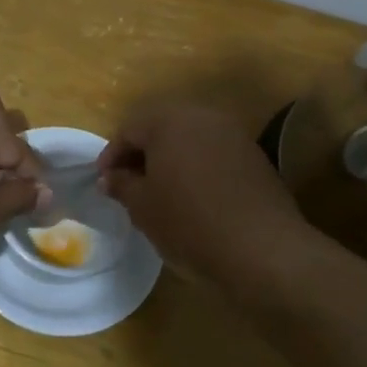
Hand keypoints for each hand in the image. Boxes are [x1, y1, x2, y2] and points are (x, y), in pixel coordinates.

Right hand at [98, 103, 317, 291]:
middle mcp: (202, 117)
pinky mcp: (254, 157)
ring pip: (189, 139)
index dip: (111, 155)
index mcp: (169, 121)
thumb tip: (109, 177)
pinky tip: (193, 197)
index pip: (129, 129)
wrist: (262, 249)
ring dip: (170, 160)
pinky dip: (196, 168)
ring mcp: (233, 135)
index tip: (103, 182)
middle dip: (141, 153)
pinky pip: (213, 154)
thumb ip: (122, 185)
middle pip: (161, 128)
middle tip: (128, 184)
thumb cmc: (189, 223)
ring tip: (159, 192)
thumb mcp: (143, 207)